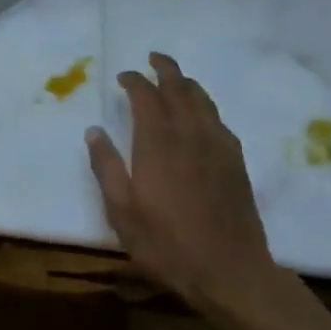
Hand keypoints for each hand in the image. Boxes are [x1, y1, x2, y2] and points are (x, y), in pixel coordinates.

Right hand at [85, 53, 276, 309]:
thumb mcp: (121, 211)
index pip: (146, 98)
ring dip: (187, 84)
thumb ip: (106, 167)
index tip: (123, 75)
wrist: (229, 271)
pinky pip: (219, 121)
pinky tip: (202, 114)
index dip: (134, 82)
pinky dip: (205, 106)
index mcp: (157, 145)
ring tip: (176, 78)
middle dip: (165, 70)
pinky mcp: (236, 163)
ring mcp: (218, 148)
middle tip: (154, 58)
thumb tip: (94, 131)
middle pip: (179, 90)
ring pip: (203, 102)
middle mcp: (190, 136)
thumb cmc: (165, 244)